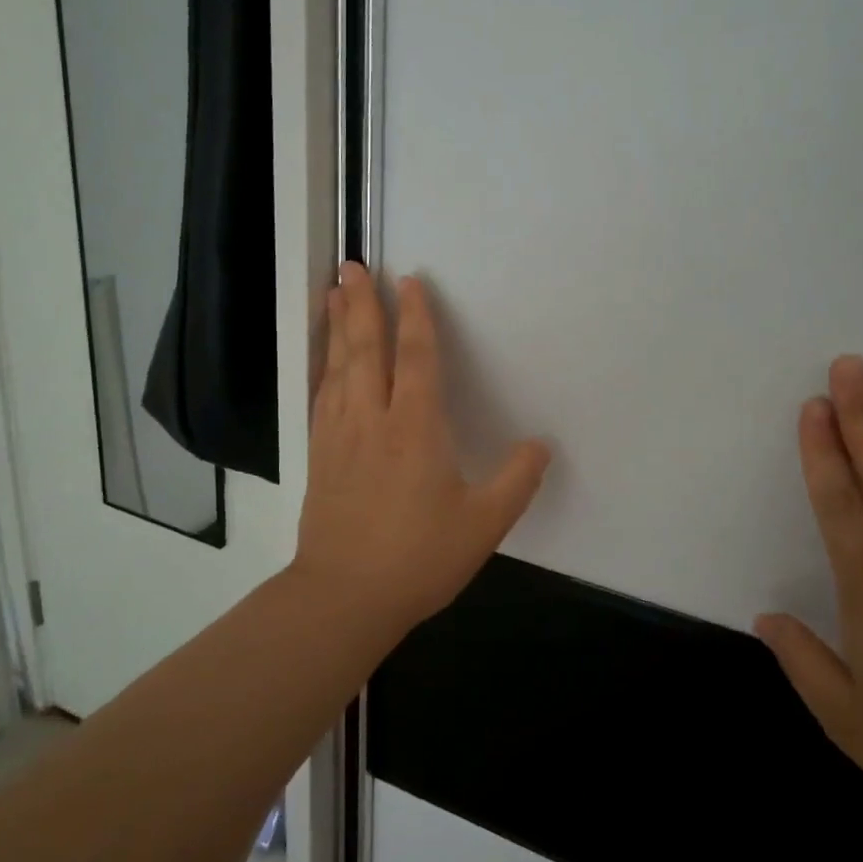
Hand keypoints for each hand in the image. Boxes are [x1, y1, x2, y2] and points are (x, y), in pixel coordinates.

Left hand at [296, 262, 550, 628]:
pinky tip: (324, 357)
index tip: (409, 281)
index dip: (415, 316)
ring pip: (338, 366)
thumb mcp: (483, 524)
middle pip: (366, 349)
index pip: (416, 357)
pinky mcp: (320, 454)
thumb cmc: (418, 558)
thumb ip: (516, 480)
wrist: (344, 596)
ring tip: (333, 292)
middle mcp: (373, 419)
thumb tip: (542, 445)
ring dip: (338, 325)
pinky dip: (322, 364)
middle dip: (362, 304)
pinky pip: (321, 394)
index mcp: (416, 428)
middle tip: (353, 265)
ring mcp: (340, 434)